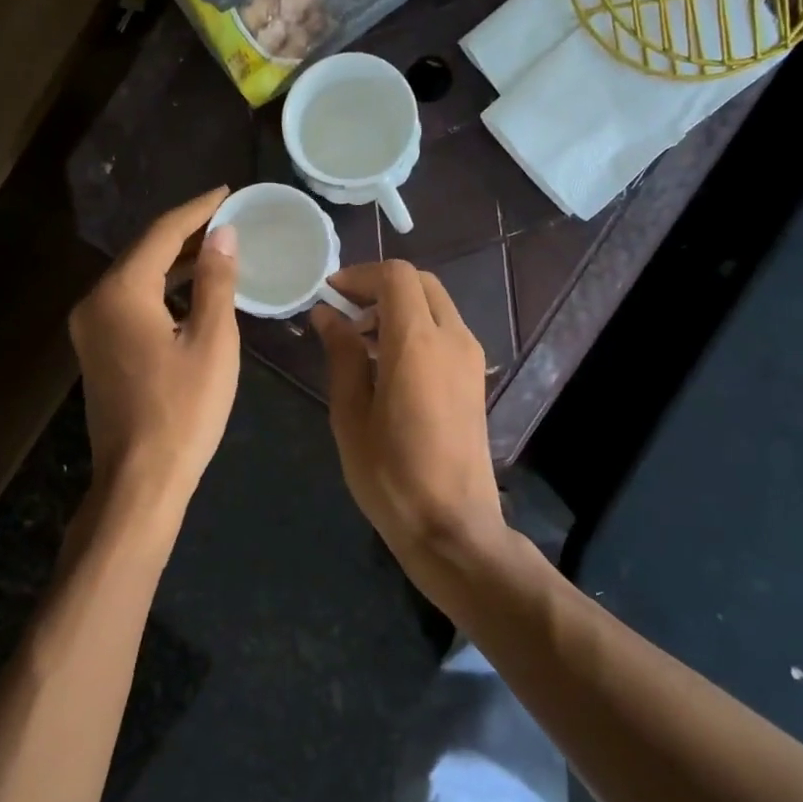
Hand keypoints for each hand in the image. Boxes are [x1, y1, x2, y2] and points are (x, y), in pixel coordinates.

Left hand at [70, 188, 239, 515]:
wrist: (140, 479)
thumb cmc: (183, 410)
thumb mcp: (212, 341)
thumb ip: (215, 281)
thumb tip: (222, 235)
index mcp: (121, 292)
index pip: (161, 233)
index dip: (197, 210)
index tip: (228, 192)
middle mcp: (95, 302)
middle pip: (143, 252)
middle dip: (185, 233)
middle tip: (226, 217)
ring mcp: (90, 329)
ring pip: (135, 278)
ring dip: (173, 262)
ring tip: (215, 247)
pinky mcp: (97, 351)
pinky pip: (130, 303)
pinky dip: (161, 290)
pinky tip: (190, 291)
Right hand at [311, 261, 506, 584]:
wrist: (453, 526)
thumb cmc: (391, 475)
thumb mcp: (351, 414)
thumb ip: (341, 355)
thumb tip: (327, 314)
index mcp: (418, 343)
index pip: (396, 276)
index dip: (360, 275)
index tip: (329, 295)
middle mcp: (453, 339)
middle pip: (420, 284)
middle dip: (379, 288)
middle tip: (344, 316)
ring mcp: (471, 358)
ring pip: (435, 305)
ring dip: (398, 308)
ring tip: (361, 345)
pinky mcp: (476, 378)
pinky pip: (446, 331)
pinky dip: (416, 328)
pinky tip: (388, 366)